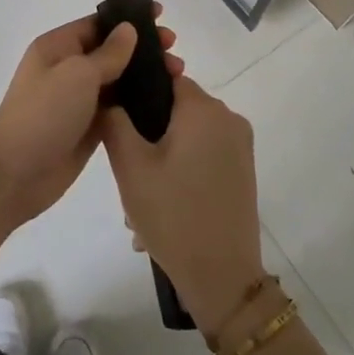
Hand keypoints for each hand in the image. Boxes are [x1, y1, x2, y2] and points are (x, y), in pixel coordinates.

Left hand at [0, 13, 182, 258]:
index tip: (162, 16)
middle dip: (143, 48)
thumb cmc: (43, 113)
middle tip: (174, 50)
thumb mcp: (77, 74)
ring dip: (145, 76)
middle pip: (111, 51)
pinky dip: (139, 104)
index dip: (129, 19)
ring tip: (178, 75)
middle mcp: (68, 69)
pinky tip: (165, 103)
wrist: (14, 174)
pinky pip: (118, 108)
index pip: (98, 23)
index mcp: (58, 47)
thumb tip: (128, 29)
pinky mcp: (88, 128)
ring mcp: (78, 100)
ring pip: (118, 80)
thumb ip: (108, 53)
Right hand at [101, 77, 264, 337]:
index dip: (140, 92)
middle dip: (149, 131)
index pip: (166, 78)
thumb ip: (115, 121)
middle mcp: (228, 117)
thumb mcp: (130, 166)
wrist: (223, 276)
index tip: (119, 118)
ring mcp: (240, 146)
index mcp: (203, 108)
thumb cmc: (173, 215)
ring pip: (189, 134)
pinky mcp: (243, 171)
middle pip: (177, 108)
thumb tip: (110, 96)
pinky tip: (164, 204)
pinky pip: (204, 154)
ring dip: (163, 155)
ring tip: (142, 197)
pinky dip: (183, 169)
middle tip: (127, 168)